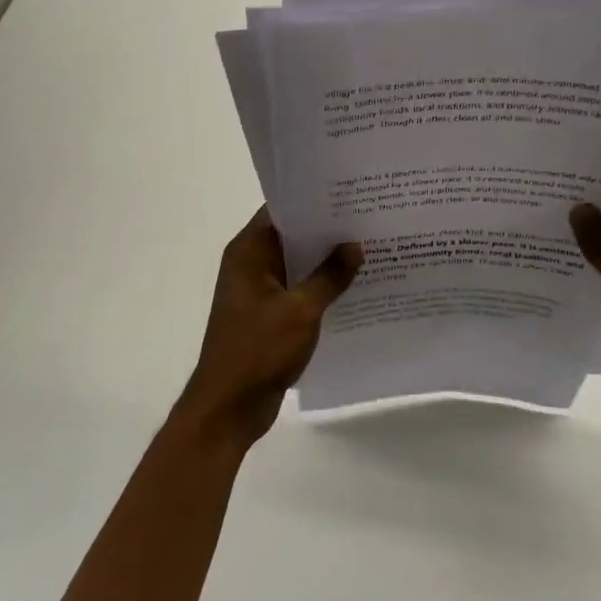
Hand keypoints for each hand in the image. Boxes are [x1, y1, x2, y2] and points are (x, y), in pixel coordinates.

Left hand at [175, 209, 362, 449]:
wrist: (229, 407)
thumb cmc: (258, 350)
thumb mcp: (301, 310)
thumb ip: (329, 276)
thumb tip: (355, 245)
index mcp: (248, 252)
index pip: (280, 211)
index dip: (313, 201)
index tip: (349, 193)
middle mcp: (250, 265)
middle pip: (291, 237)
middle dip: (327, 231)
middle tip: (370, 218)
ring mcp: (259, 292)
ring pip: (298, 266)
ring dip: (327, 262)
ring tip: (371, 248)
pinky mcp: (269, 316)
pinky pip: (299, 292)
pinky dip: (322, 289)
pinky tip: (357, 288)